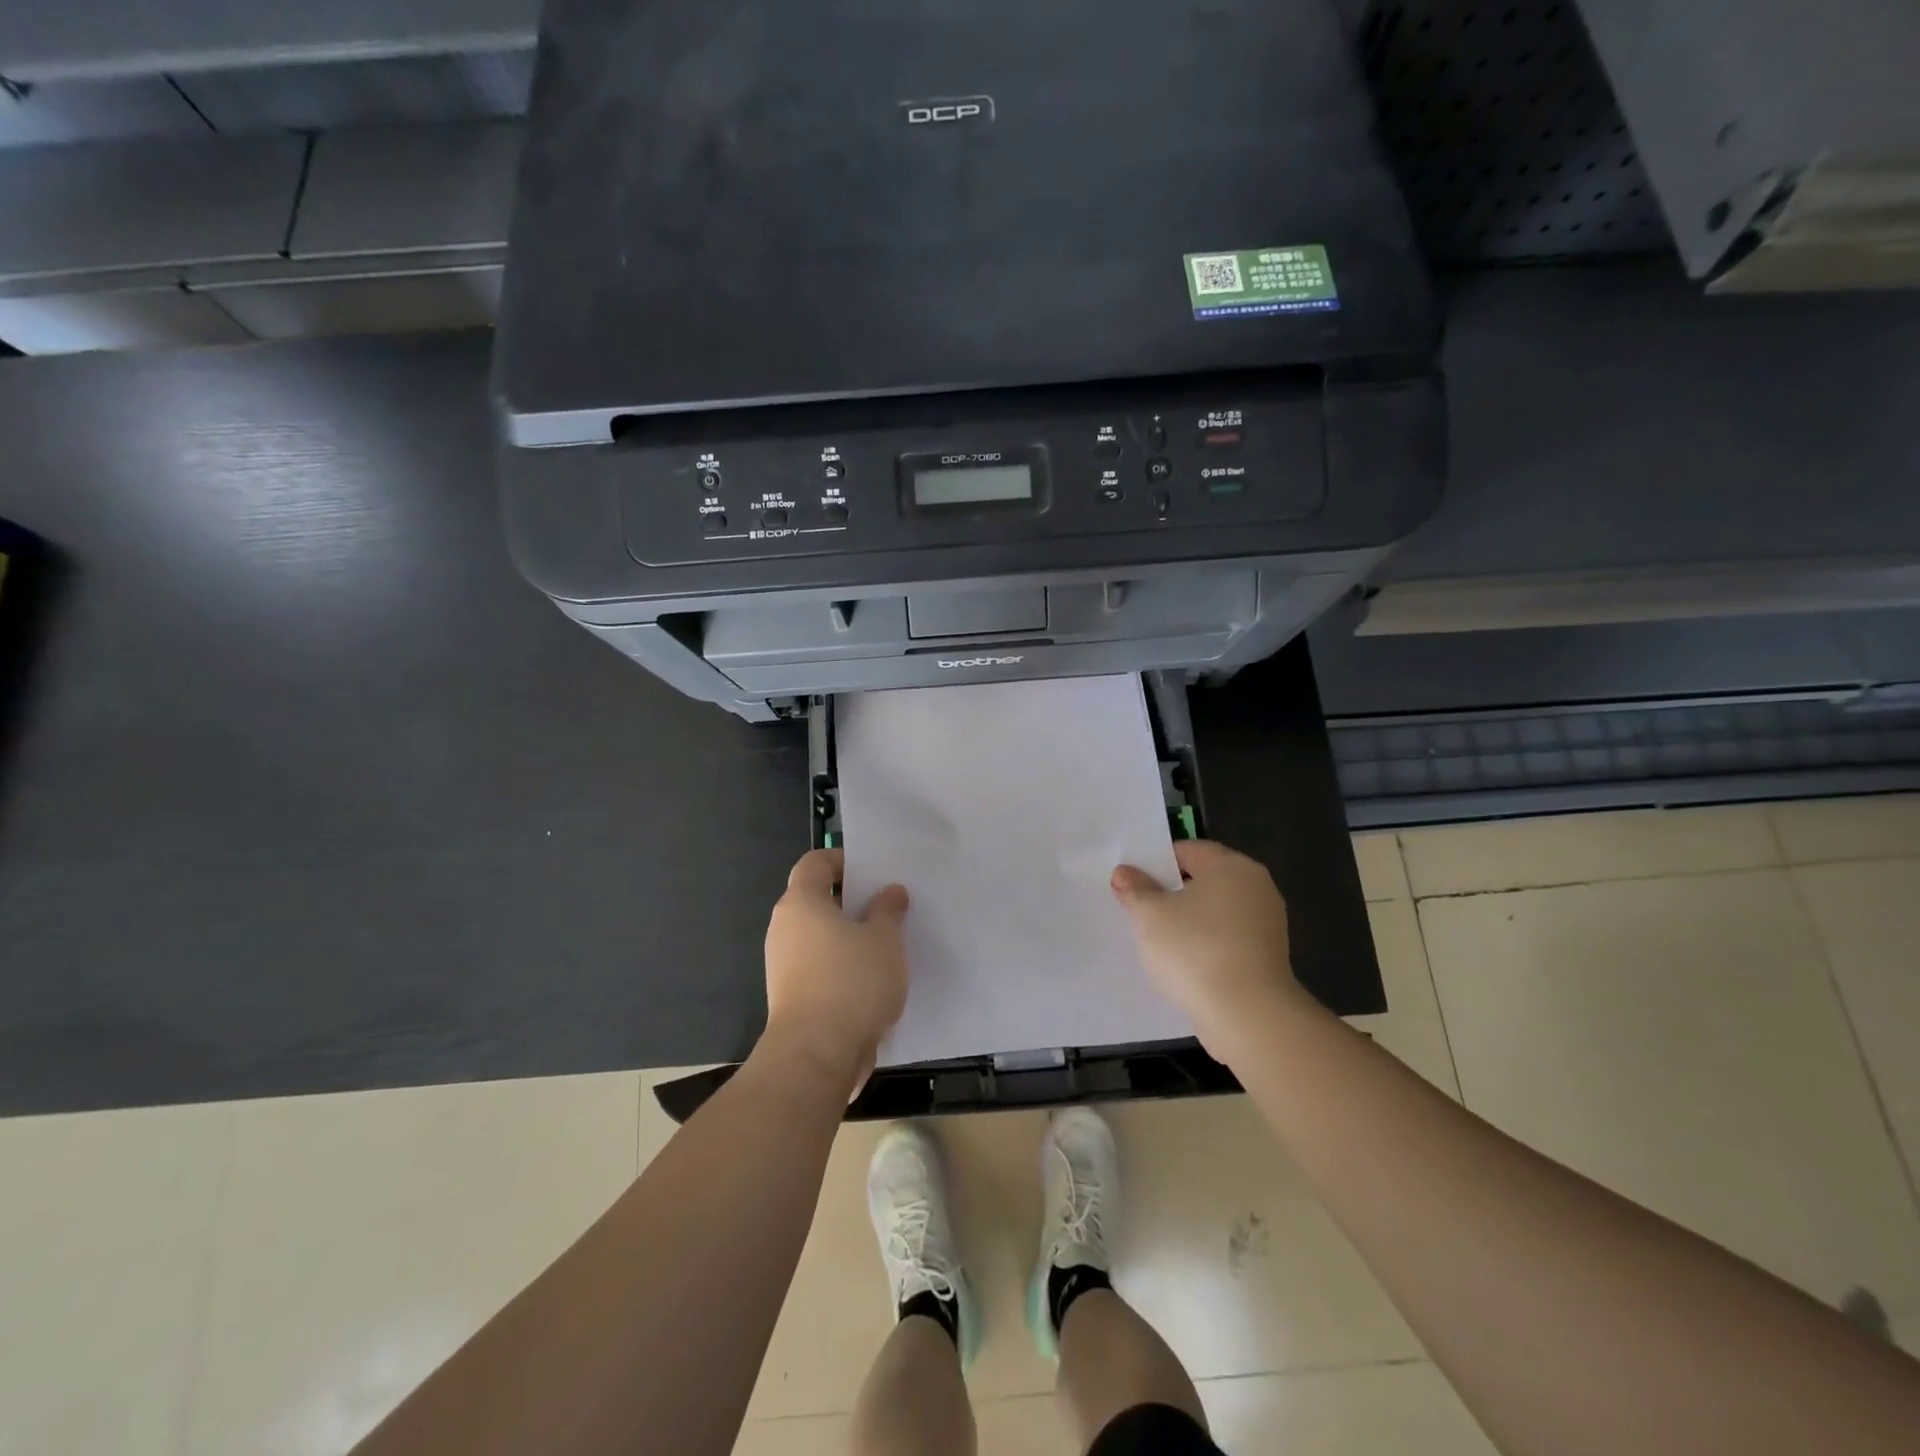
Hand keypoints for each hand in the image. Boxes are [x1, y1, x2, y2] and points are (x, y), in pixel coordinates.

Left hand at [762, 848, 910, 1095]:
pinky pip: (817, 966)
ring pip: (817, 935)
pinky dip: (840, 965)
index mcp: (801, 902)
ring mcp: (782, 964)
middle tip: (887, 907)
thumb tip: (890, 892)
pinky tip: (871, 979)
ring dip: (847, 936)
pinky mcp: (790, 996)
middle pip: (815, 899)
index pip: (815, 862)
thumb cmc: (852, 982)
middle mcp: (784, 928)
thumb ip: (888, 910)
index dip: (843, 860)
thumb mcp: (885, 940)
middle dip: (850, 900)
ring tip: (885, 944)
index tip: (873, 873)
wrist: (816, 1056)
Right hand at [1111, 840, 1304, 1064]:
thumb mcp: (1150, 915)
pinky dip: (1205, 944)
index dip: (1156, 863)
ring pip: (1215, 912)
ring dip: (1188, 921)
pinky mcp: (1267, 958)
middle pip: (1204, 880)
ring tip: (1156, 939)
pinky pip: (1227, 939)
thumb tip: (1125, 872)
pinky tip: (1182, 962)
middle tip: (1139, 908)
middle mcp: (1256, 888)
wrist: (1248, 1016)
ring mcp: (1267, 924)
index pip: (1188, 850)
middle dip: (1171, 892)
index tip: (1132, 882)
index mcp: (1232, 866)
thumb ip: (1136, 889)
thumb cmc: (1195, 950)